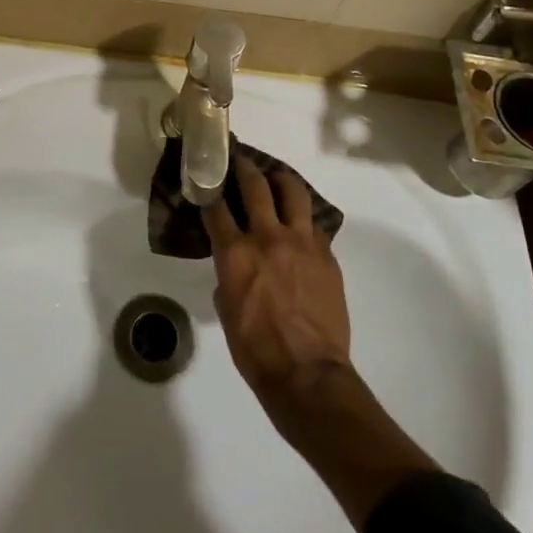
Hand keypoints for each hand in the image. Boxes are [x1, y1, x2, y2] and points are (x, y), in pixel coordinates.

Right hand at [205, 158, 435, 527]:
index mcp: (235, 253)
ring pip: (294, 192)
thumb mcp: (226, 309)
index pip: (216, 208)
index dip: (209, 188)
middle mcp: (267, 237)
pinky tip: (300, 221)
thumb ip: (228, 276)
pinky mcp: (326, 255)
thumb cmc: (255, 350)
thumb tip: (234, 267)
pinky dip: (303, 217)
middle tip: (239, 158)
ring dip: (282, 180)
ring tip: (276, 177)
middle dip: (245, 167)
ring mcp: (301, 243)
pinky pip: (314, 224)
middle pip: (255, 186)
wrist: (307, 374)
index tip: (206, 176)